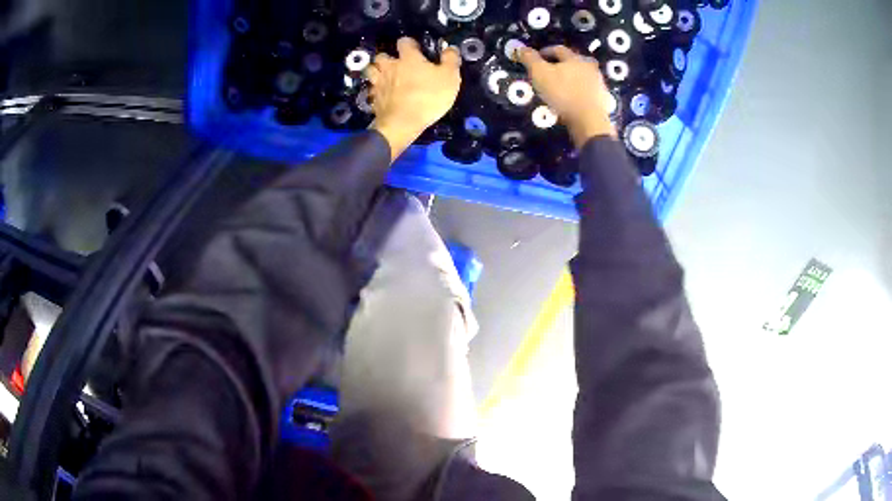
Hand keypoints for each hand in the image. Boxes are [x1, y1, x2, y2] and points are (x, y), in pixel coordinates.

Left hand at [368, 37, 461, 160]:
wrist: (402, 124)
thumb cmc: (428, 97)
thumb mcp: (449, 77)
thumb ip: (451, 60)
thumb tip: (450, 48)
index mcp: (408, 58)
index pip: (404, 42)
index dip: (410, 44)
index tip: (416, 49)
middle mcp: (390, 67)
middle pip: (382, 55)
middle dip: (388, 58)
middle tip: (397, 64)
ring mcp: (379, 83)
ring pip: (371, 71)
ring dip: (377, 71)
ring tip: (386, 77)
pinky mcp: (374, 99)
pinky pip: (372, 90)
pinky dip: (376, 90)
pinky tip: (383, 95)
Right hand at [518, 46, 615, 147]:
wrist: (589, 119)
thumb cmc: (562, 92)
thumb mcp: (540, 73)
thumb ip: (530, 59)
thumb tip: (522, 48)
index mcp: (574, 58)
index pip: (558, 49)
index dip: (546, 51)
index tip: (537, 58)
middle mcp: (589, 67)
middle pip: (573, 61)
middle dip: (562, 64)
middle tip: (551, 72)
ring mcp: (598, 83)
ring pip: (582, 76)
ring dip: (573, 78)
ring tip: (562, 86)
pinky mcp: (603, 98)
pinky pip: (588, 90)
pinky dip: (580, 91)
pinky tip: (573, 98)